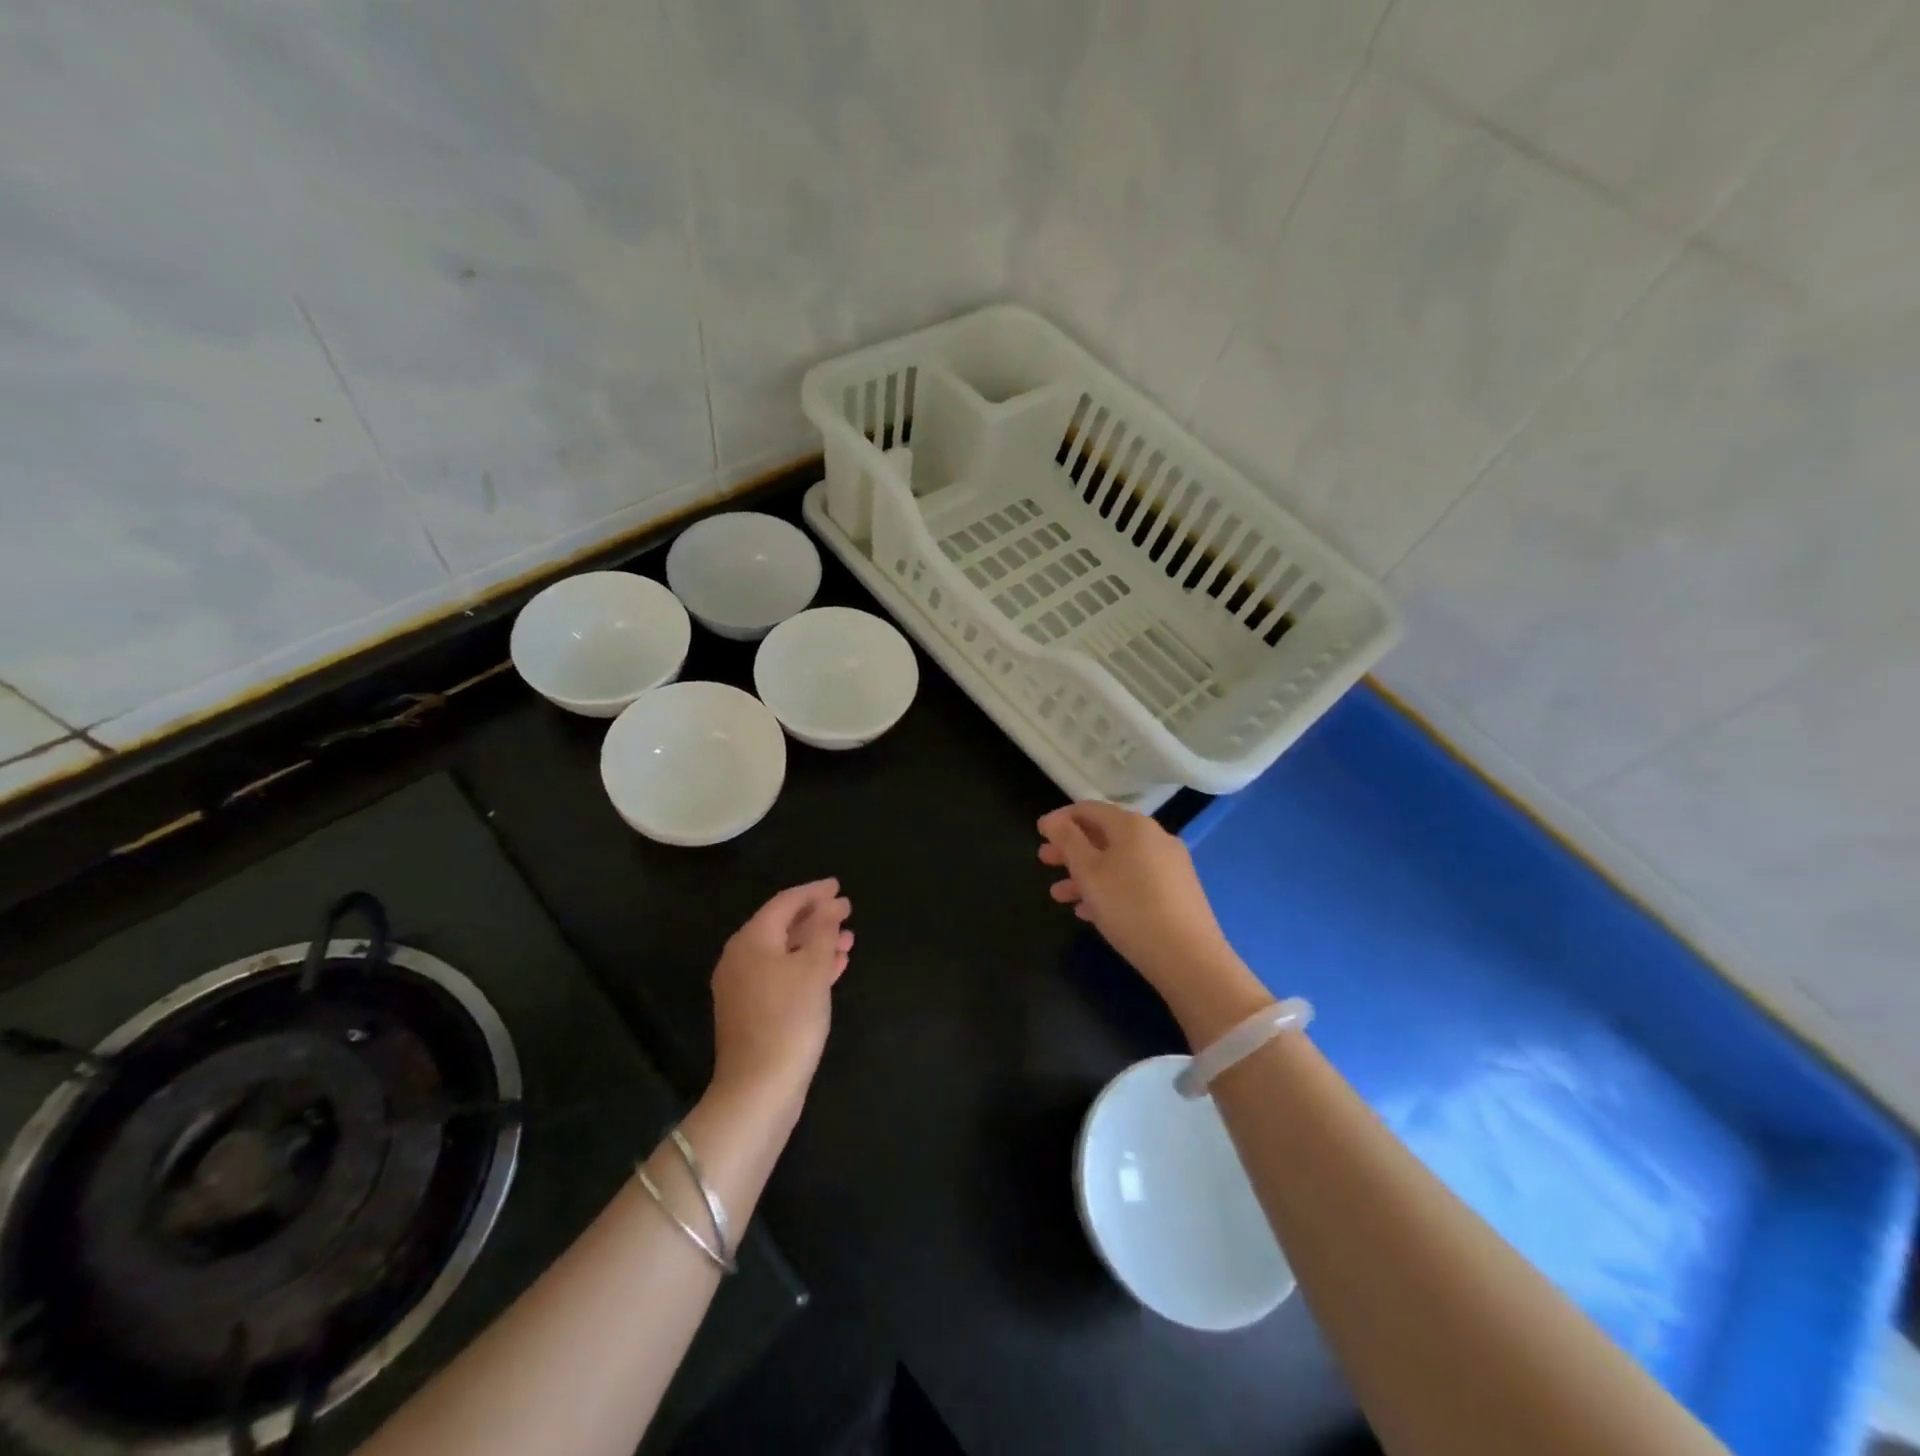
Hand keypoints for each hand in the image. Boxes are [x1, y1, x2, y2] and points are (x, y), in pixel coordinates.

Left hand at [709, 879, 852, 1116]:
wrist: (759, 1088)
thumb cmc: (789, 1018)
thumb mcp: (813, 968)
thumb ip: (823, 930)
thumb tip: (830, 904)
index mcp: (751, 940)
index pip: (784, 903)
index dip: (814, 892)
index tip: (839, 886)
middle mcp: (741, 958)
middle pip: (783, 926)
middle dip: (817, 918)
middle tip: (847, 910)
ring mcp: (744, 987)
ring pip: (785, 953)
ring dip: (816, 943)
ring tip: (849, 938)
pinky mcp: (753, 1011)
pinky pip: (783, 975)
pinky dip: (808, 967)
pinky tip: (835, 968)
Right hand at [1038, 802, 1266, 1043]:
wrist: (1188, 957)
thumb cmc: (1129, 907)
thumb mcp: (1088, 872)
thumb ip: (1068, 841)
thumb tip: (1053, 819)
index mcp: (1133, 826)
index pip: (1090, 809)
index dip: (1062, 818)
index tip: (1040, 832)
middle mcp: (1154, 838)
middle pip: (1104, 835)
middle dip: (1071, 848)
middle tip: (1044, 860)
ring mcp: (1169, 865)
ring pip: (1118, 861)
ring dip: (1086, 873)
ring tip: (1059, 895)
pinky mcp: (1177, 892)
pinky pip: (1134, 880)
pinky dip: (1109, 888)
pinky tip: (1090, 912)